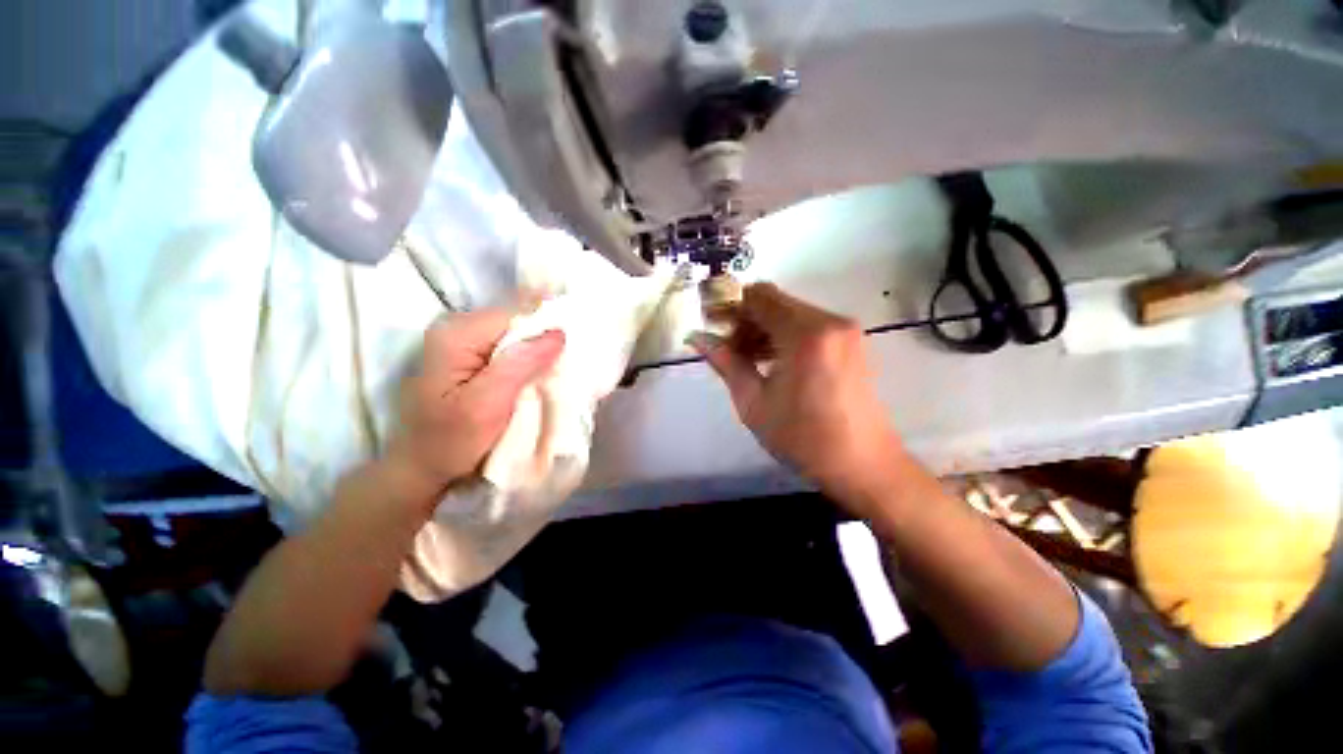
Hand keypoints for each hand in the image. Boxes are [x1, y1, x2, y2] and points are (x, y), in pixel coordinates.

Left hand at [387, 309, 564, 507]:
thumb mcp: (485, 406)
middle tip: (567, 370)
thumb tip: (558, 333)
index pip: (517, 315)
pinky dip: (531, 361)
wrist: (423, 467)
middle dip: (546, 342)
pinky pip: (513, 347)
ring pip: (519, 335)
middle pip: (518, 322)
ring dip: (541, 353)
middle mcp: (459, 328)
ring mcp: (465, 341)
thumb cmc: (450, 442)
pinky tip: (542, 376)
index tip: (570, 356)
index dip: (547, 331)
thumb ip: (520, 365)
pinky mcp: (473, 355)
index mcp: (457, 335)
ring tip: (558, 375)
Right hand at [689, 283, 904, 511]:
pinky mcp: (851, 342)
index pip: (758, 296)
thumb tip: (697, 338)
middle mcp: (829, 321)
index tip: (712, 325)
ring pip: (791, 313)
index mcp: (804, 334)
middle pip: (775, 302)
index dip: (730, 306)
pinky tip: (771, 362)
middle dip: (745, 320)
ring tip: (746, 360)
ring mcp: (844, 330)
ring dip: (764, 329)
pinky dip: (784, 336)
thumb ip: (726, 363)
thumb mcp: (754, 402)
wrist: (864, 465)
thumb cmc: (803, 438)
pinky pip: (809, 326)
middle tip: (727, 349)